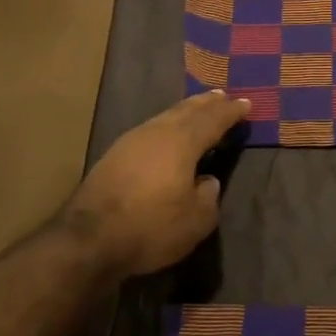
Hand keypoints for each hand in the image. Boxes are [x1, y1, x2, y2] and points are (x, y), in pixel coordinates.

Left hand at [61, 91, 248, 279]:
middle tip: (222, 96)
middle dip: (207, 103)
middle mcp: (157, 133)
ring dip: (185, 111)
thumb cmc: (150, 228)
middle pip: (187, 110)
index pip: (213, 120)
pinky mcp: (114, 155)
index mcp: (182, 143)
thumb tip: (207, 180)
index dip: (231, 112)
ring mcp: (131, 141)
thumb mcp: (196, 221)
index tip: (247, 103)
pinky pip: (150, 129)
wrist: (88, 240)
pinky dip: (167, 125)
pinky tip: (167, 133)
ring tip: (198, 108)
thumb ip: (209, 196)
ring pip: (165, 117)